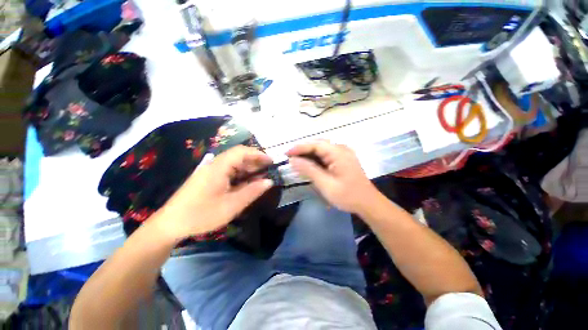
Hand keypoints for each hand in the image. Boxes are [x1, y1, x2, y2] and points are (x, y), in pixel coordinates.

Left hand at [153, 146, 273, 240]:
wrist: (170, 225)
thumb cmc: (201, 215)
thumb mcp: (231, 205)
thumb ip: (252, 191)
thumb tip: (269, 181)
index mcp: (219, 168)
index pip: (241, 152)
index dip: (258, 154)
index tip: (271, 161)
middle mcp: (214, 165)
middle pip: (238, 156)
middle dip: (255, 161)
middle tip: (269, 169)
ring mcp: (210, 171)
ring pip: (234, 164)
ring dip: (248, 168)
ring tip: (262, 175)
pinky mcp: (208, 178)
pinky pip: (228, 172)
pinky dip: (240, 175)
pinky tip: (247, 182)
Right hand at [286, 141, 377, 212]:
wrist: (368, 203)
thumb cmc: (348, 195)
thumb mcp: (325, 184)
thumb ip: (309, 170)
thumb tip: (293, 160)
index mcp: (338, 152)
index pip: (315, 144)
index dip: (299, 147)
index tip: (286, 153)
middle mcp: (341, 149)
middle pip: (318, 145)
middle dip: (303, 150)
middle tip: (289, 157)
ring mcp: (343, 154)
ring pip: (322, 149)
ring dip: (309, 154)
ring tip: (296, 161)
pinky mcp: (343, 159)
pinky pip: (326, 155)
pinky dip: (316, 159)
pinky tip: (309, 165)